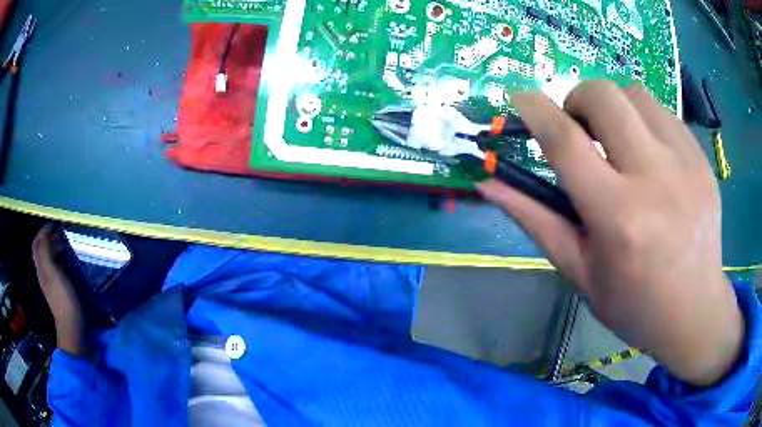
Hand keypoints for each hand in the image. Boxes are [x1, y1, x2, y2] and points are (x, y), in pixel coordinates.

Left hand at [32, 224, 85, 354]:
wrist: (73, 330)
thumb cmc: (63, 301)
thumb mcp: (53, 274)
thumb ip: (46, 253)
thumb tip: (45, 232)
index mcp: (41, 268)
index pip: (37, 244)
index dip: (43, 232)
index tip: (54, 224)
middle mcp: (44, 273)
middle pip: (42, 250)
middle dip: (49, 238)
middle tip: (62, 232)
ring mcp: (52, 283)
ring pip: (50, 259)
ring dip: (56, 248)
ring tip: (67, 244)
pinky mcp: (60, 290)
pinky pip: (57, 269)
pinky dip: (61, 259)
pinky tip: (69, 261)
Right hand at [479, 81, 742, 385]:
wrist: (696, 311)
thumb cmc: (634, 304)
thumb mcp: (580, 272)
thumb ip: (536, 220)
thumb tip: (490, 184)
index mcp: (618, 218)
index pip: (566, 142)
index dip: (535, 110)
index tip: (519, 97)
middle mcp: (654, 179)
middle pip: (604, 96)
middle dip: (578, 100)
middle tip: (581, 129)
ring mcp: (685, 163)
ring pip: (636, 94)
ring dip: (615, 108)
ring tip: (619, 141)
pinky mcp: (702, 159)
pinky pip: (663, 113)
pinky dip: (644, 121)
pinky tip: (649, 155)